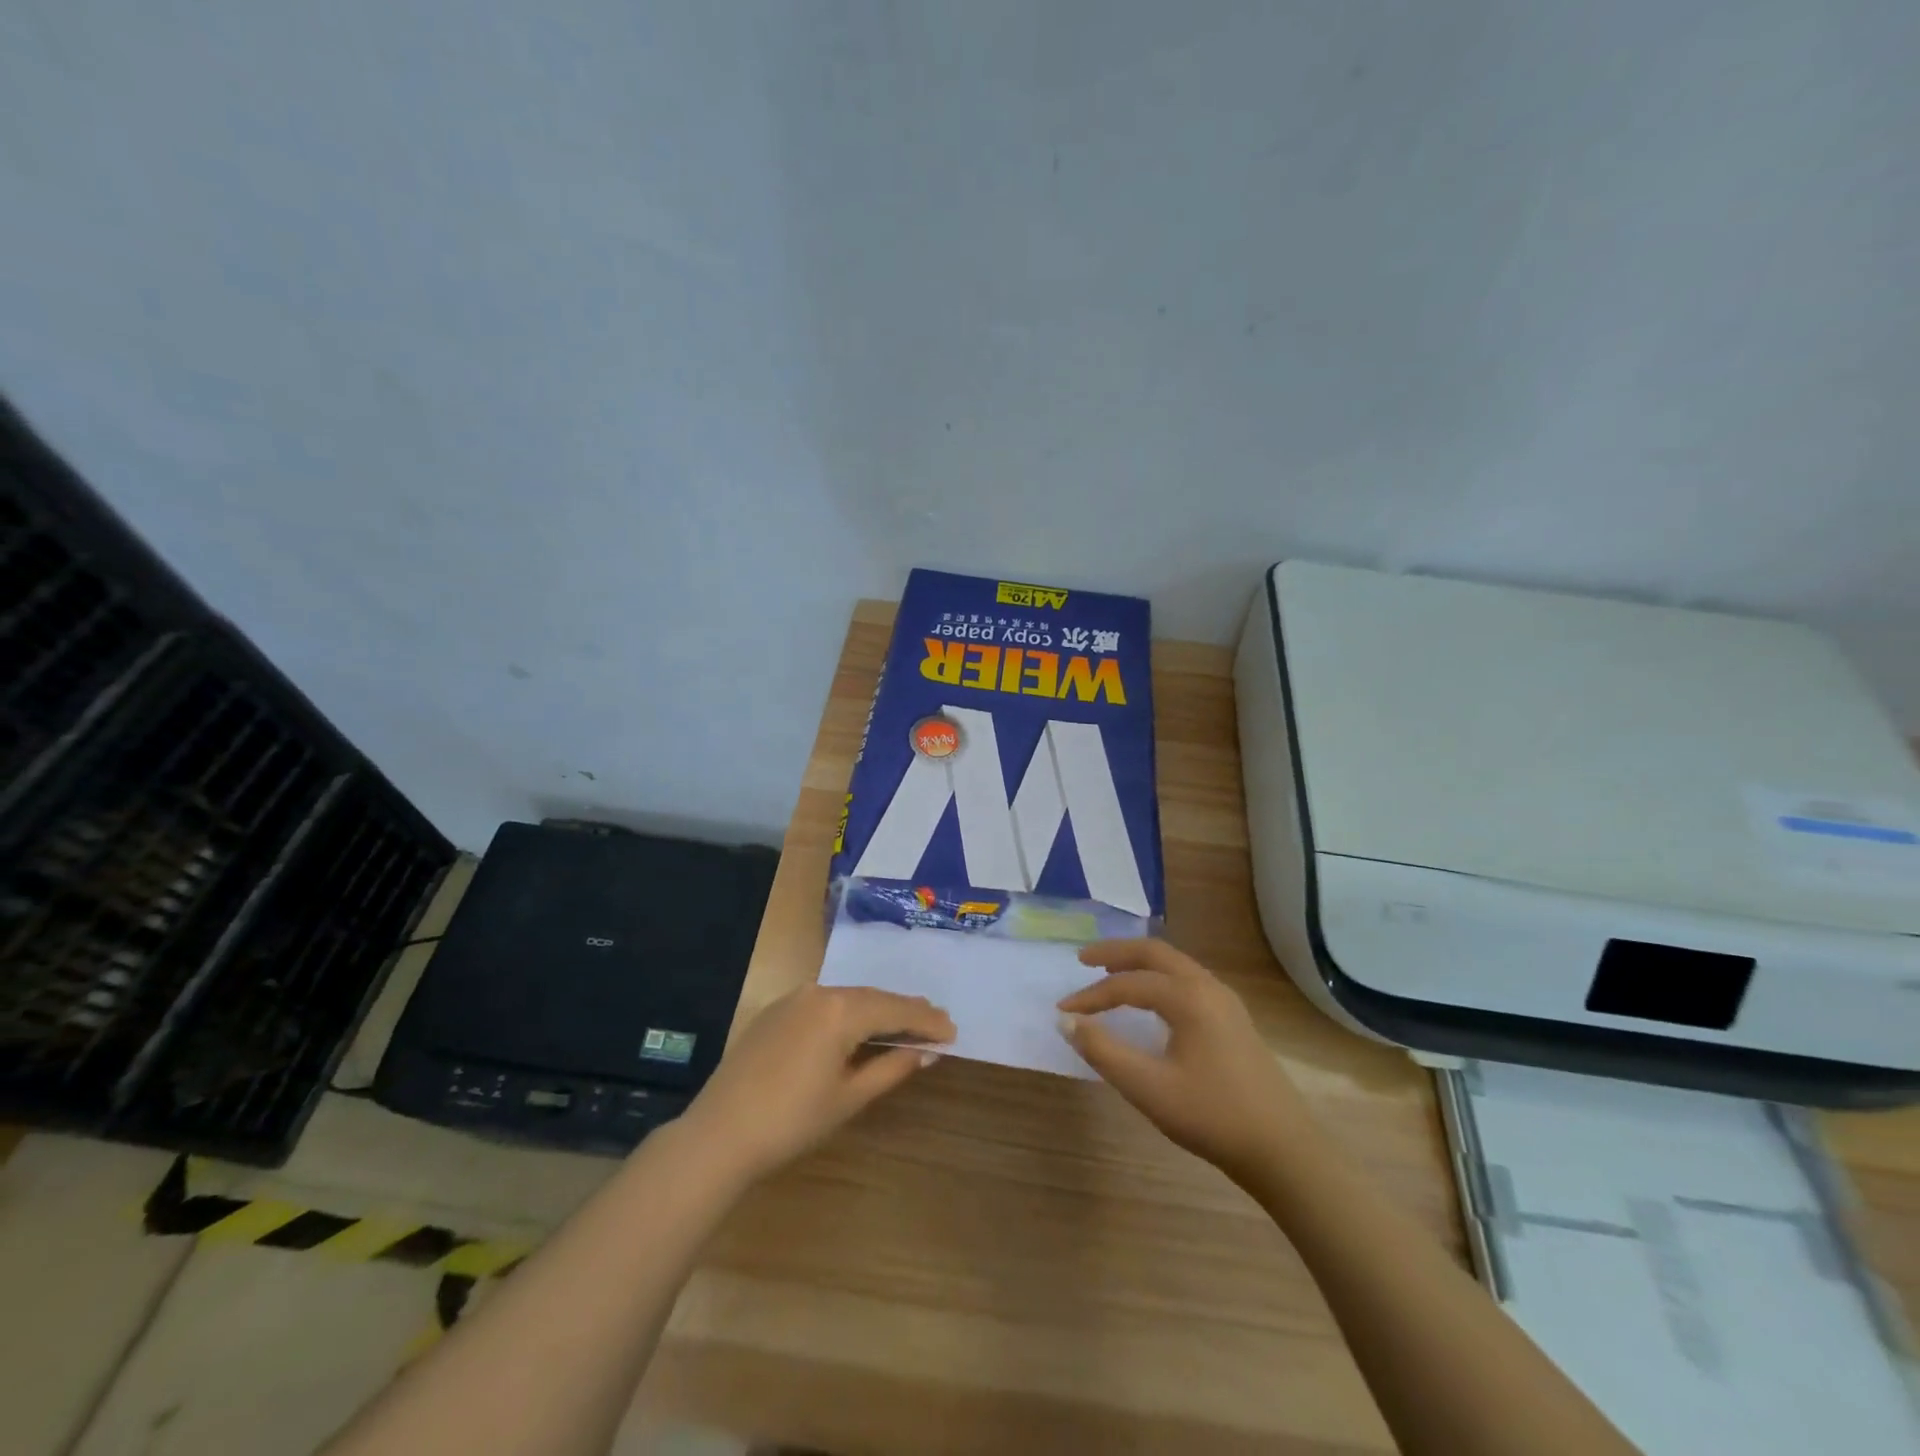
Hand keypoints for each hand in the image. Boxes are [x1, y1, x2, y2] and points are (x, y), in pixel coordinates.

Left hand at [679, 985, 954, 1182]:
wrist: (719, 1134)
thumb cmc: (792, 1121)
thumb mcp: (849, 1097)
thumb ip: (892, 1068)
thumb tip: (927, 1051)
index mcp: (841, 1010)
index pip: (896, 1010)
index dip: (926, 1021)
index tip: (953, 1030)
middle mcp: (820, 992)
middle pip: (874, 997)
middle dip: (906, 1010)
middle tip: (937, 1021)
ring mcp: (794, 998)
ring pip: (849, 998)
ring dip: (878, 1009)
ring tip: (905, 1020)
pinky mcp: (776, 1011)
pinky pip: (825, 1004)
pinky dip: (849, 1012)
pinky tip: (859, 1025)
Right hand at [1057, 939, 1315, 1183]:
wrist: (1283, 1150)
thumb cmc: (1212, 1117)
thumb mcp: (1148, 1088)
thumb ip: (1103, 1051)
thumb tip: (1067, 1021)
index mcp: (1188, 997)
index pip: (1127, 984)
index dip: (1091, 996)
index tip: (1062, 1011)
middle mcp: (1207, 986)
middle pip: (1155, 952)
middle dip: (1116, 953)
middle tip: (1083, 960)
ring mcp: (1226, 1000)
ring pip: (1175, 964)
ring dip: (1139, 963)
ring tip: (1110, 973)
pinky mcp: (1234, 1018)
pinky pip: (1188, 979)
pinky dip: (1160, 976)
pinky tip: (1151, 998)